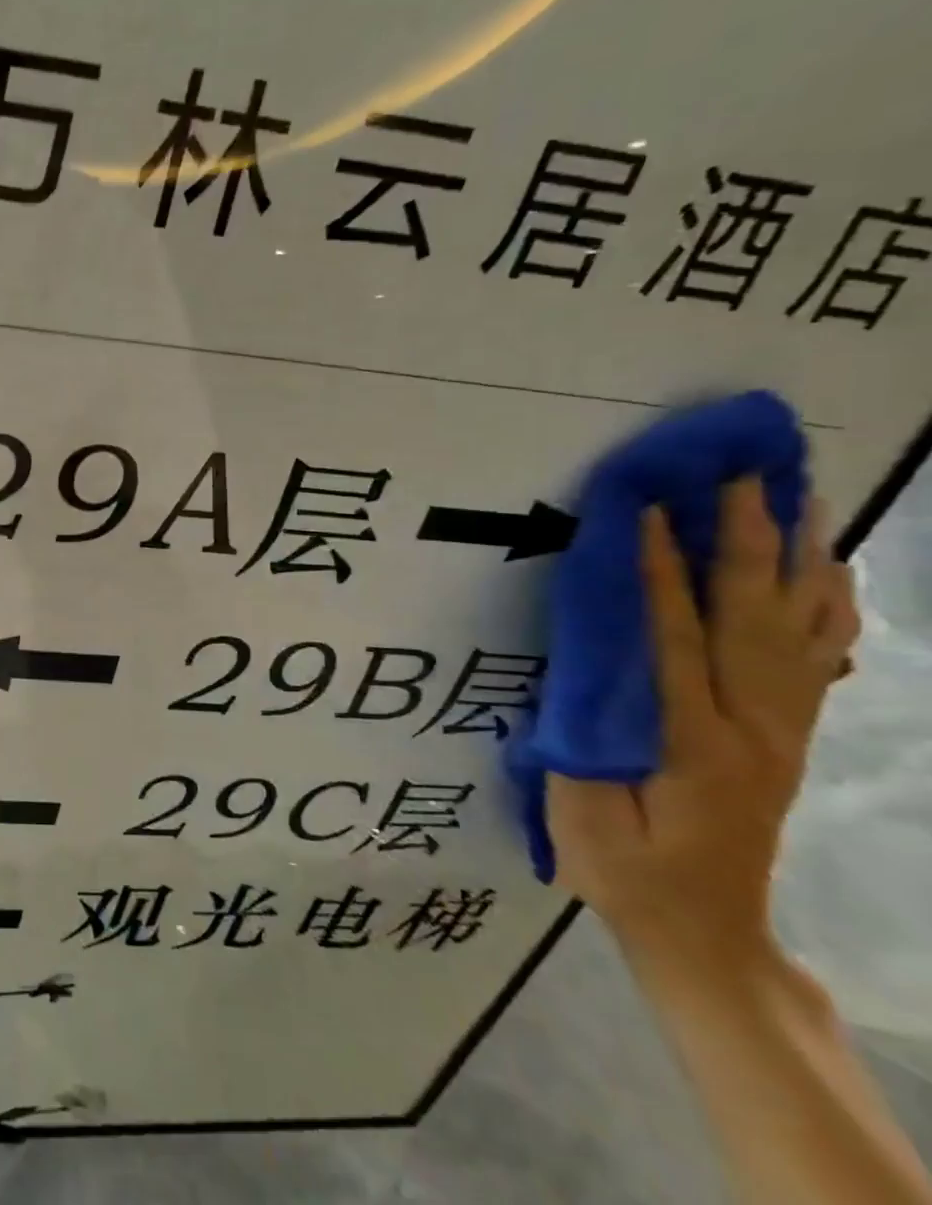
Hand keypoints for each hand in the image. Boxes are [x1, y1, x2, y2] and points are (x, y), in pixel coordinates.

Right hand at [548, 477, 857, 980]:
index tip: (651, 511)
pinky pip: (818, 663)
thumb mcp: (583, 811)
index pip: (675, 638)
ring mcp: (781, 732)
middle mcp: (752, 727)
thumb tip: (581, 659)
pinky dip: (827, 610)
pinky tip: (828, 574)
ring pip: (798, 632)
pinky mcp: (785, 738)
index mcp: (692, 742)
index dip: (661, 572)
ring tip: (799, 501)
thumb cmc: (623, 869)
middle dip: (746, 544)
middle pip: (752, 621)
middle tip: (743, 479)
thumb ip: (584, 733)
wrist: (702, 930)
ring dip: (797, 562)